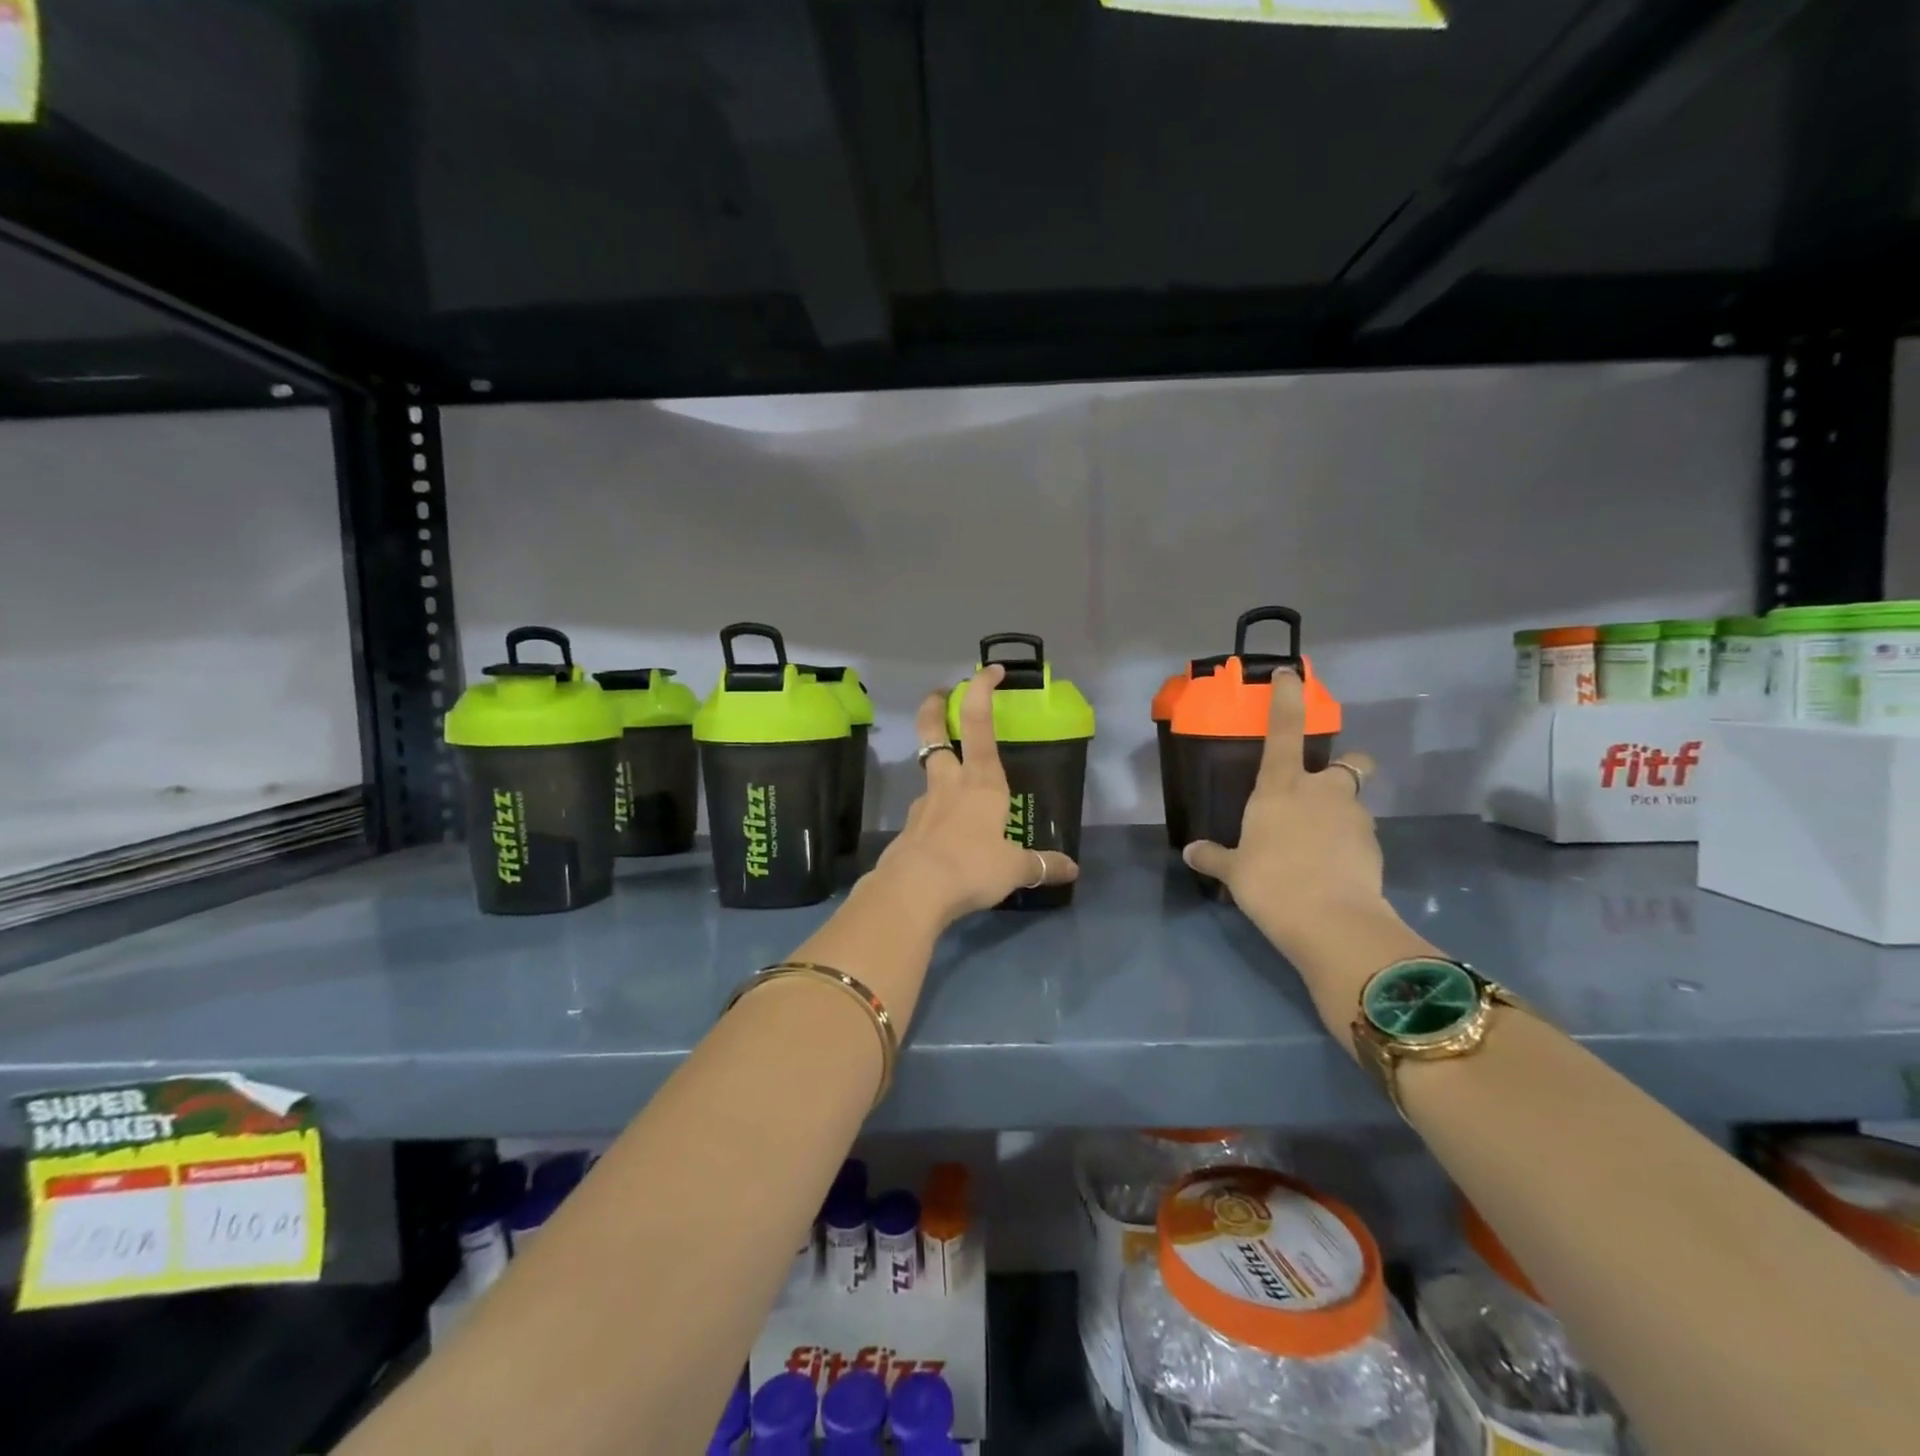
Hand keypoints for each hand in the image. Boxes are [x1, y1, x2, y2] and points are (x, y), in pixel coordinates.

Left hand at [870, 664, 1078, 926]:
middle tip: (938, 695)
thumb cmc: (972, 866)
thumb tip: (1072, 870)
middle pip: (934, 733)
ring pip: (928, 771)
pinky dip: (935, 813)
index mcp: (981, 782)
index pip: (980, 724)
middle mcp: (949, 783)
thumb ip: (1042, 865)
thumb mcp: (1015, 868)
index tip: (988, 671)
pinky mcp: (908, 829)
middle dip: (935, 709)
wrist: (913, 890)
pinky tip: (945, 836)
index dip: (982, 692)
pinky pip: (925, 812)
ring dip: (938, 764)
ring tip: (955, 783)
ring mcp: (924, 804)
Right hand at [1182, 670, 1387, 953]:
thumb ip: (1214, 856)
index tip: (1290, 675)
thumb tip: (1191, 852)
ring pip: (1355, 802)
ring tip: (1320, 847)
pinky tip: (1332, 870)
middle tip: (1325, 791)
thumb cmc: (1270, 882)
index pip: (1284, 730)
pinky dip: (1349, 846)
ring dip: (1342, 815)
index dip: (1287, 699)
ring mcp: (1354, 817)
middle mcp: (1323, 791)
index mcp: (1281, 787)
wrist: (1330, 921)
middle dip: (1345, 768)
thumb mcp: (1234, 871)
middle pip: (1350, 764)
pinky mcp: (1375, 846)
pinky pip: (1360, 836)